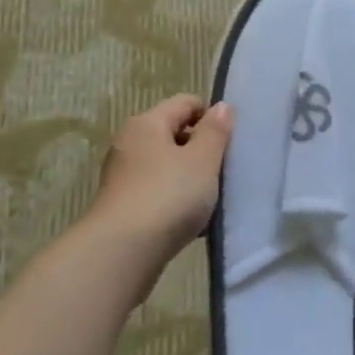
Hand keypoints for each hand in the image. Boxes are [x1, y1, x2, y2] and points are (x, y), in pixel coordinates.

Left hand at [90, 95, 233, 257]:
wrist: (123, 252)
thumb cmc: (168, 195)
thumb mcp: (203, 160)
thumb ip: (215, 131)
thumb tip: (221, 106)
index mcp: (147, 123)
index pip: (185, 103)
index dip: (211, 116)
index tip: (231, 141)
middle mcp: (130, 144)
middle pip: (174, 134)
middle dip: (202, 149)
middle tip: (226, 170)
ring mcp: (124, 177)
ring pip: (167, 167)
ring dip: (191, 178)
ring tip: (213, 199)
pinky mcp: (124, 207)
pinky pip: (159, 193)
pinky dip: (177, 201)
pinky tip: (194, 222)